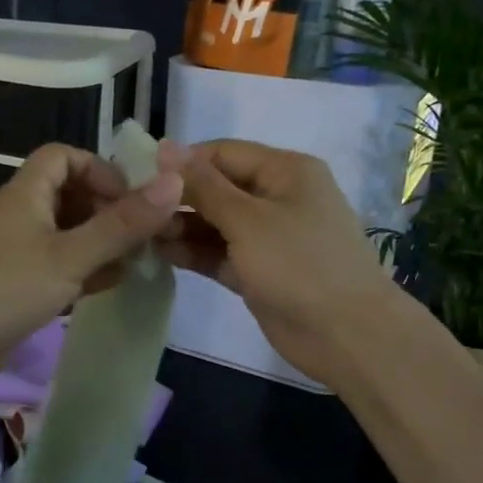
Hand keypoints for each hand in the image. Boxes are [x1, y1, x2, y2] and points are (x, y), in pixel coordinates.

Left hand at [0, 141, 184, 394]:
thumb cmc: (5, 290)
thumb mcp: (70, 255)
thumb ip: (121, 223)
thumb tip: (174, 183)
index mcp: (27, 193)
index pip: (64, 156)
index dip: (99, 169)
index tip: (130, 199)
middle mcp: (22, 215)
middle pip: (70, 194)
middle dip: (109, 210)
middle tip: (142, 235)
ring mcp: (19, 251)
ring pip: (69, 232)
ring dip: (102, 242)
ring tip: (136, 261)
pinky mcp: (19, 285)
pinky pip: (60, 265)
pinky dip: (86, 269)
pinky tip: (110, 285)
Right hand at [160, 139, 416, 385]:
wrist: (347, 335)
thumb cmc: (299, 264)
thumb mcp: (247, 219)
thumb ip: (203, 185)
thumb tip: (165, 147)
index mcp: (285, 171)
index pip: (223, 153)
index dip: (182, 162)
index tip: (140, 177)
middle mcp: (277, 197)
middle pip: (218, 188)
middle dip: (179, 198)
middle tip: (136, 211)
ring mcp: (268, 237)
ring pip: (216, 222)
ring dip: (182, 227)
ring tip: (143, 235)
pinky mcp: (259, 270)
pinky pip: (220, 252)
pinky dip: (195, 252)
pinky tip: (160, 253)